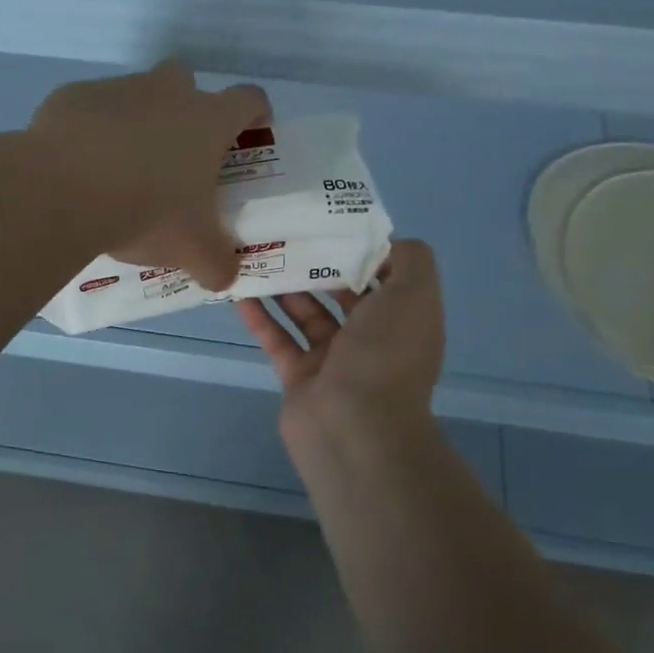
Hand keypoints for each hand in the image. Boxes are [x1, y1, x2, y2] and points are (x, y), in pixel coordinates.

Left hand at [27, 60, 270, 290]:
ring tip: (120, 170)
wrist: (64, 190)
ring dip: (134, 122)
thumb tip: (226, 278)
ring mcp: (116, 89)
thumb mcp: (192, 250)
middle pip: (186, 80)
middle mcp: (166, 92)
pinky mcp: (72, 96)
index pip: (249, 100)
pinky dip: (89, 132)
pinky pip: (88, 110)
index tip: (252, 131)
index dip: (256, 113)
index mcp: (207, 120)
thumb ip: (217, 264)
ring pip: (134, 95)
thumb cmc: (147, 211)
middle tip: (177, 152)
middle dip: (185, 107)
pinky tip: (79, 166)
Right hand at [237, 240, 445, 441]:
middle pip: (341, 292)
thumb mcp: (415, 294)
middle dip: (317, 263)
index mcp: (404, 319)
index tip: (328, 221)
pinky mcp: (301, 378)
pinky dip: (260, 317)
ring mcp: (335, 361)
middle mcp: (373, 339)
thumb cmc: (385, 355)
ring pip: (306, 314)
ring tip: (255, 253)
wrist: (354, 431)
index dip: (360, 247)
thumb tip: (383, 244)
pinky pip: (278, 340)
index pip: (384, 274)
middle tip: (283, 232)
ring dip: (284, 286)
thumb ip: (409, 259)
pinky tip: (238, 292)